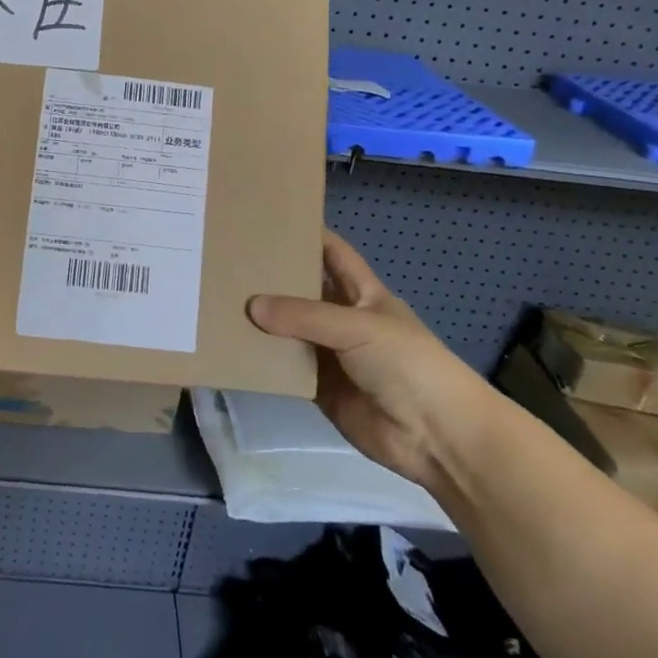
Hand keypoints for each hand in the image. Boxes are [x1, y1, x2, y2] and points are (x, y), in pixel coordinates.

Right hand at [247, 231, 489, 487]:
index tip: (269, 221)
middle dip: (273, 279)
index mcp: (364, 294)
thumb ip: (304, 316)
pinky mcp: (321, 389)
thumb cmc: (407, 364)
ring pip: (290, 331)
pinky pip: (287, 369)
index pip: (333, 254)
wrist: (436, 436)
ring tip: (221, 301)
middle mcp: (344, 320)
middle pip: (304, 292)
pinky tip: (234, 348)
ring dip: (263, 322)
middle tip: (229, 261)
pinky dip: (264, 361)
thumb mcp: (357, 327)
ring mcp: (332, 356)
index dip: (308, 235)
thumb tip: (251, 305)